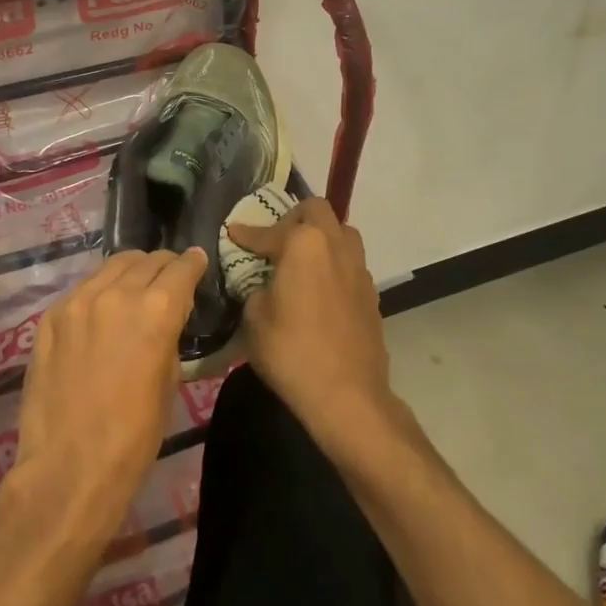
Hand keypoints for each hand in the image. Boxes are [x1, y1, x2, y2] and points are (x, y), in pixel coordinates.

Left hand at [12, 249, 204, 546]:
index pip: (182, 267)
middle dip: (163, 266)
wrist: (68, 467)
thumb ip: (169, 335)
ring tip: (135, 287)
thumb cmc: (133, 435)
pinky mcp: (51, 316)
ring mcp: (78, 301)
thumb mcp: (169, 381)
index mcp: (156, 310)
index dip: (194, 263)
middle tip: (169, 279)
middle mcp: (117, 293)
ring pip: (112, 266)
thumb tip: (167, 317)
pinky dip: (100, 292)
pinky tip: (101, 312)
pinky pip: (83, 289)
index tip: (197, 262)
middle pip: (147, 260)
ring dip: (131, 272)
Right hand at [225, 199, 394, 453]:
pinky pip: (350, 262)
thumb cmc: (292, 352)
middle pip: (316, 211)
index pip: (268, 231)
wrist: (346, 395)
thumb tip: (265, 285)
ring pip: (341, 232)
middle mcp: (335, 245)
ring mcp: (358, 267)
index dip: (247, 234)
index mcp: (304, 244)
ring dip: (321, 236)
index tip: (234, 233)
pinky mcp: (371, 292)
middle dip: (293, 218)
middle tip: (275, 240)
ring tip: (302, 259)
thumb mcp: (255, 319)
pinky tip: (320, 287)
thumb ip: (256, 289)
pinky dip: (334, 264)